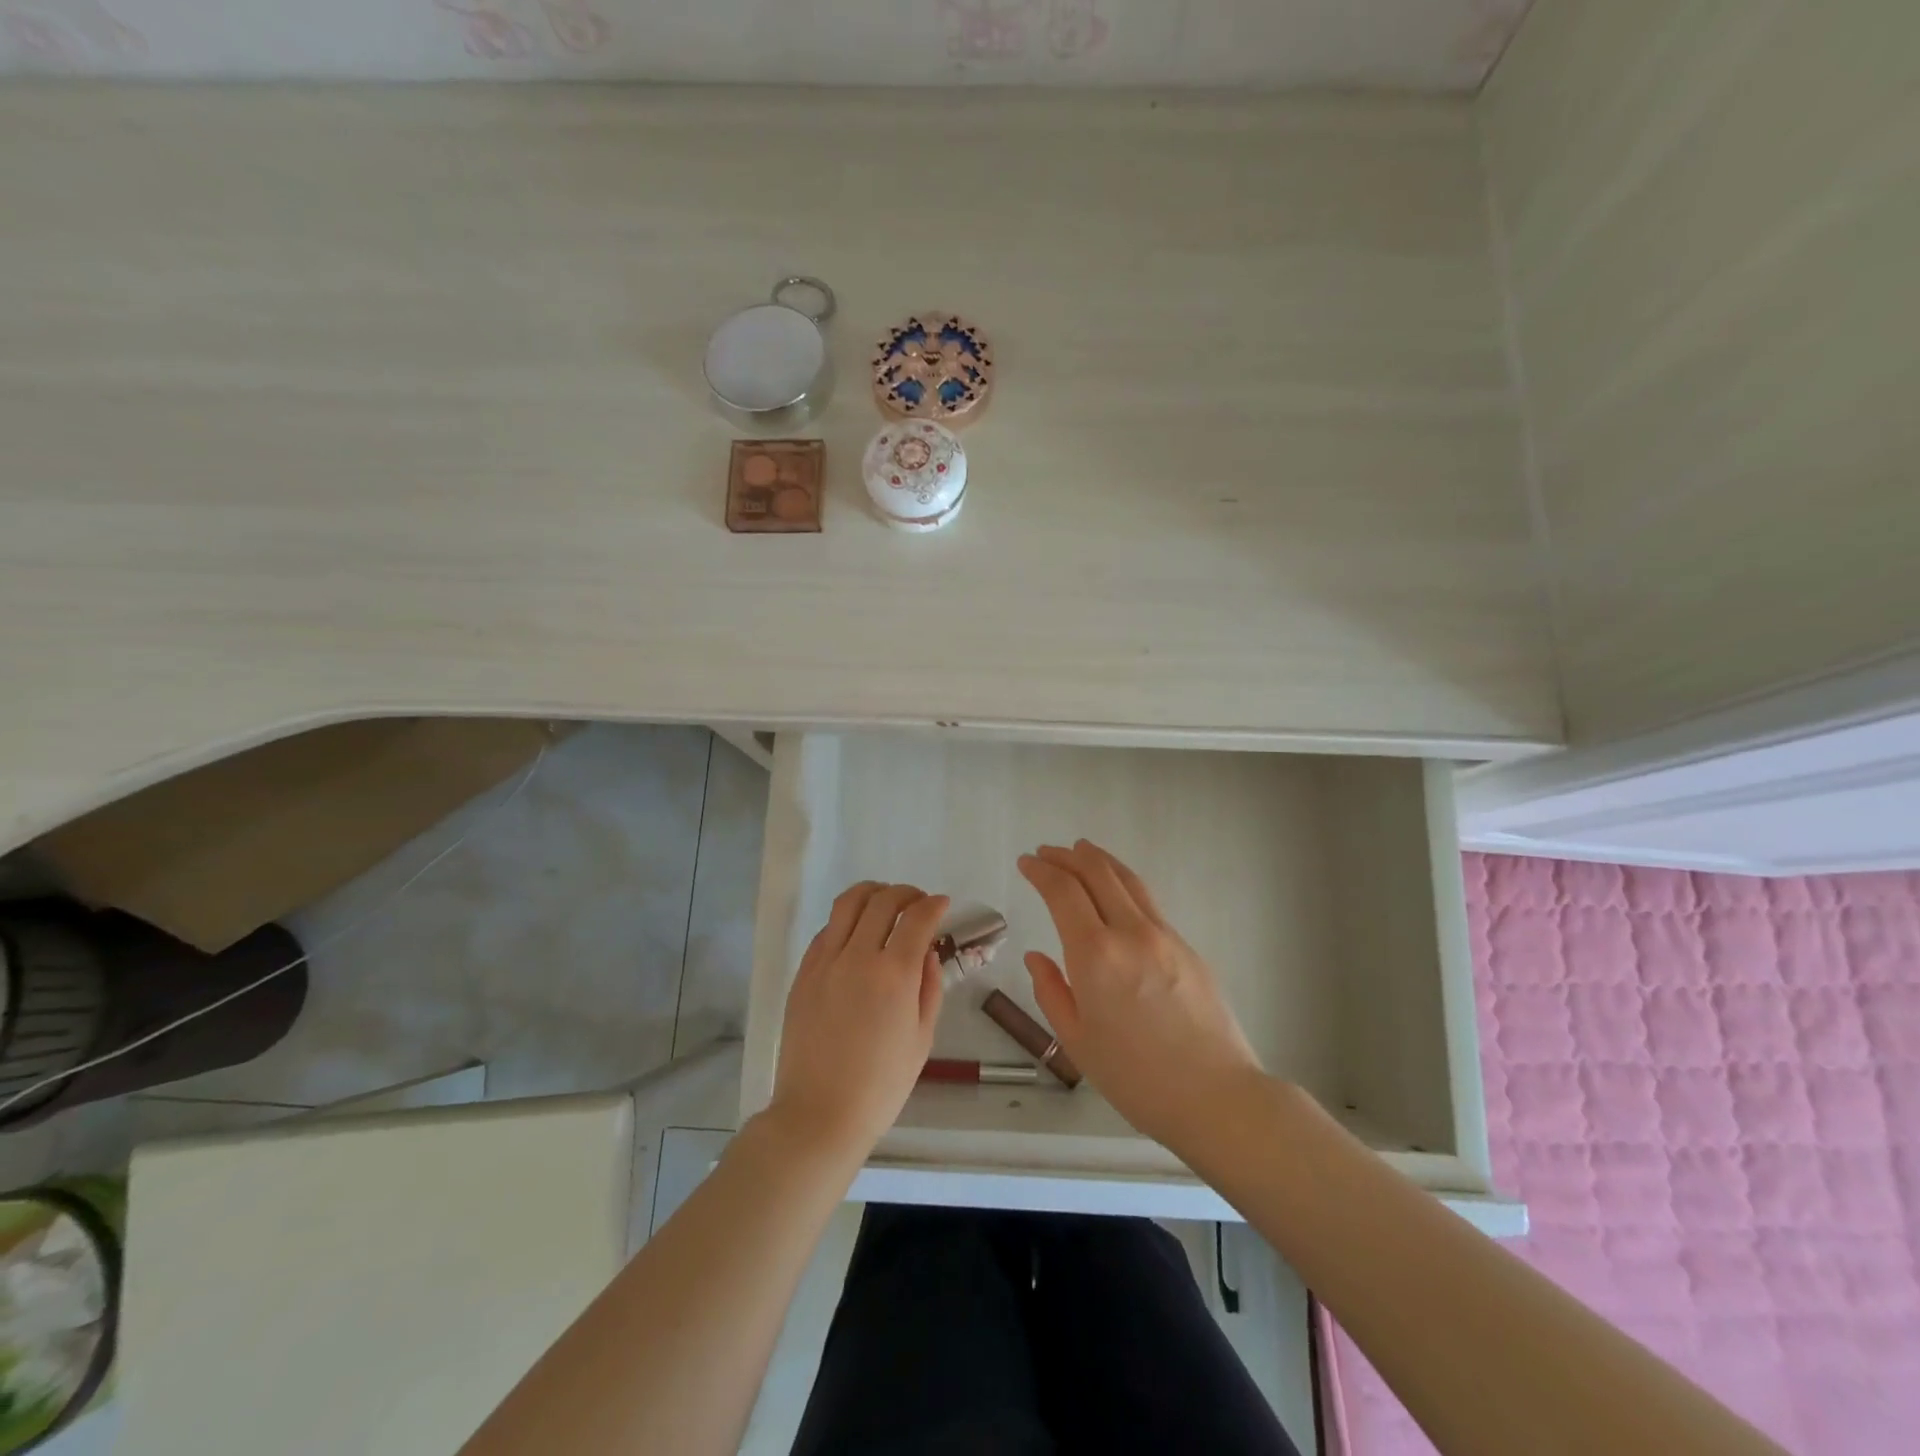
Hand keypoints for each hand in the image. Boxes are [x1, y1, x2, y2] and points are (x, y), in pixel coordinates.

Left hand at [767, 882, 948, 1161]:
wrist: (819, 1114)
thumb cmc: (881, 1085)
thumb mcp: (922, 1038)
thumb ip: (929, 988)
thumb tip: (927, 953)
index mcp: (894, 974)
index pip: (917, 918)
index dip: (934, 905)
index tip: (942, 905)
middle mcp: (858, 956)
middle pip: (882, 901)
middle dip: (906, 893)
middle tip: (918, 902)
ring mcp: (825, 962)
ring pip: (847, 904)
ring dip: (872, 893)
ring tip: (884, 902)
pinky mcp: (803, 973)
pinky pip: (826, 931)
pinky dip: (845, 921)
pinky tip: (855, 934)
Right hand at [1018, 840, 1263, 1151]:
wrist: (1216, 1096)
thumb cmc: (1136, 1079)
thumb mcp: (1077, 1041)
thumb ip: (1051, 991)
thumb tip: (1037, 957)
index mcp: (1095, 955)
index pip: (1063, 891)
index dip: (1041, 870)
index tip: (1027, 862)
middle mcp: (1130, 933)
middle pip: (1097, 873)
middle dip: (1067, 856)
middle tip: (1047, 852)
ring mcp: (1164, 936)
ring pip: (1128, 880)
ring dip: (1099, 860)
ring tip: (1081, 851)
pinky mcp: (1187, 946)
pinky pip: (1148, 902)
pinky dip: (1123, 884)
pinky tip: (1116, 893)